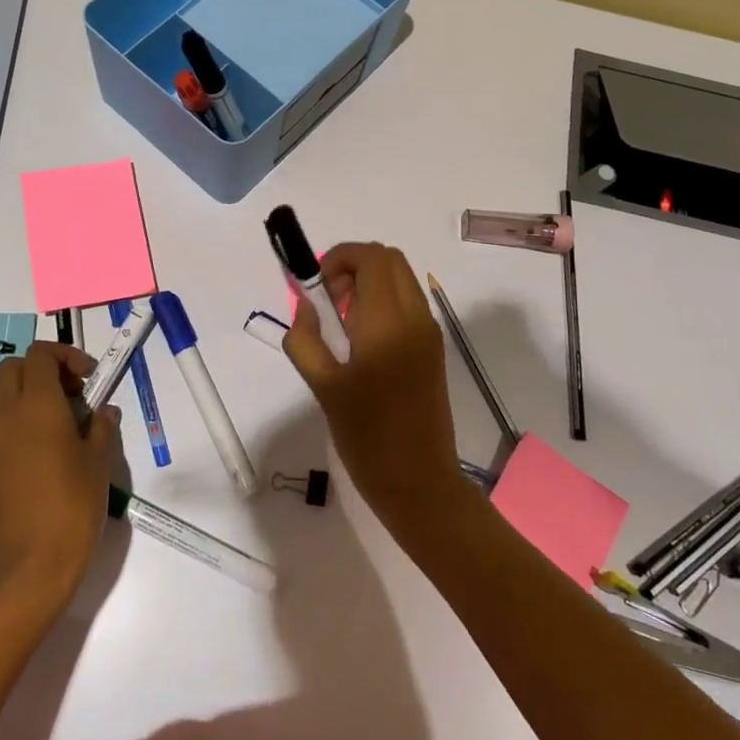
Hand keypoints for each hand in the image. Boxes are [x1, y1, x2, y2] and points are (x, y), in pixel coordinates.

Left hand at [0, 342, 119, 610]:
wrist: (31, 565)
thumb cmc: (73, 505)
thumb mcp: (99, 462)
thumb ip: (101, 427)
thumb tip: (103, 411)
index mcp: (36, 405)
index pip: (40, 355)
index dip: (66, 356)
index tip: (89, 378)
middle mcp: (5, 414)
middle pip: (14, 368)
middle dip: (43, 370)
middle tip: (72, 394)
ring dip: (23, 391)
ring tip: (54, 416)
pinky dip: (12, 416)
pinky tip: (39, 444)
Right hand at [283, 242, 470, 537]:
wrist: (420, 483)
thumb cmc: (367, 438)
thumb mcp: (323, 387)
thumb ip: (305, 339)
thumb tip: (305, 307)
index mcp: (387, 322)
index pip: (370, 256)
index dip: (338, 258)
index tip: (315, 288)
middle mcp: (415, 317)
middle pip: (389, 258)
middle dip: (353, 266)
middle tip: (328, 302)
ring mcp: (429, 332)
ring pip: (401, 278)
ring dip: (369, 282)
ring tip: (342, 322)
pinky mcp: (434, 348)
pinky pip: (408, 302)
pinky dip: (383, 301)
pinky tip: (362, 341)